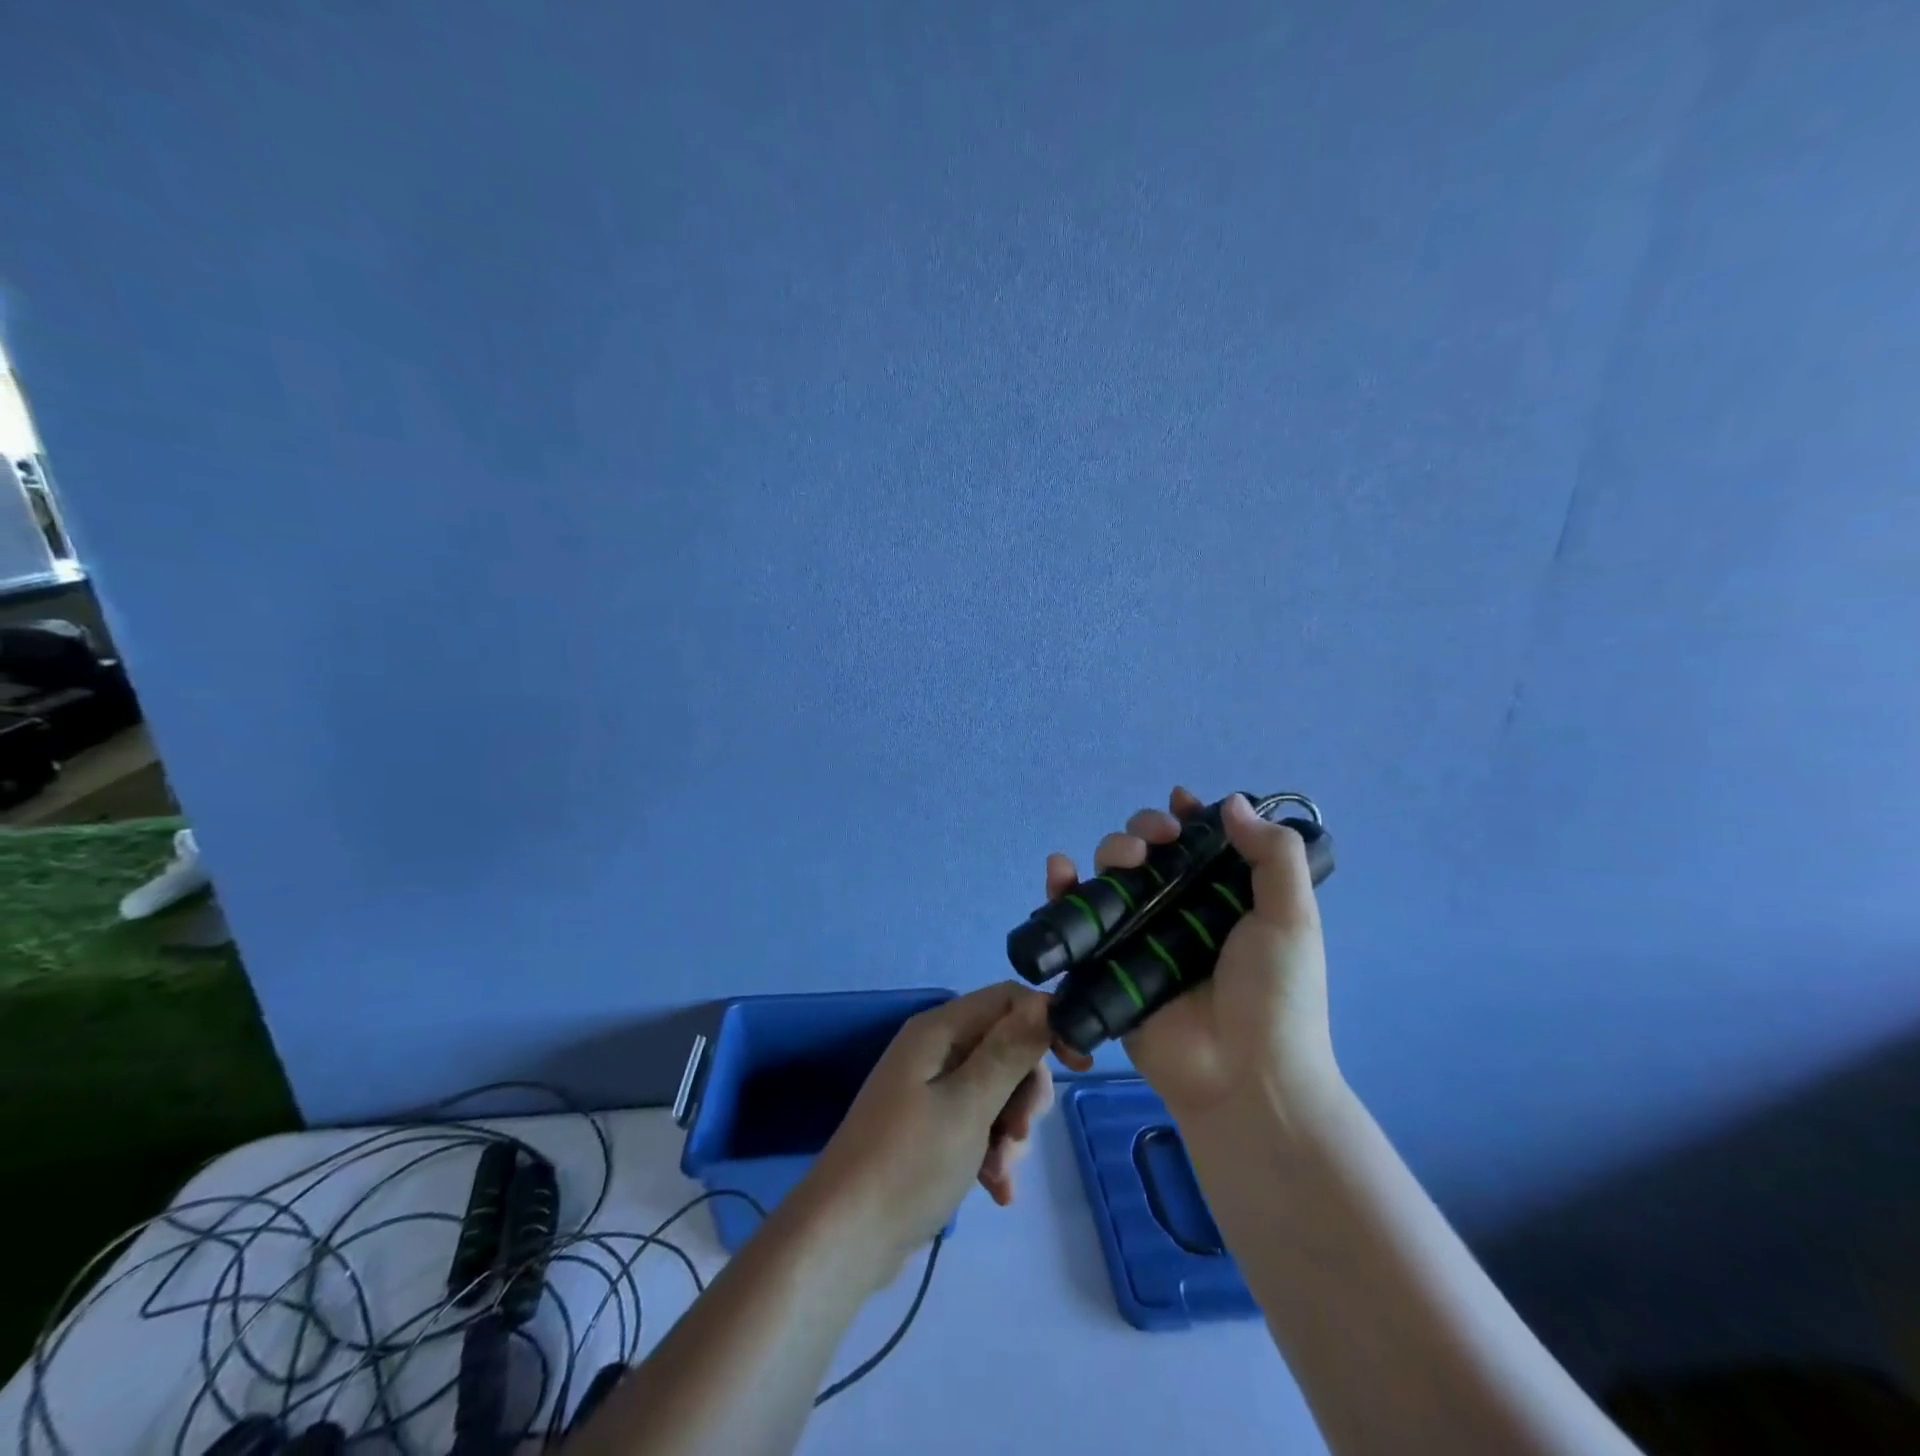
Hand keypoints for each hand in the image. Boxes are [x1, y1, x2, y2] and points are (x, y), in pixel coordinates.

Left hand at [798, 983, 1057, 1277]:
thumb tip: (1045, 1001)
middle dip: (1024, 1091)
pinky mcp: (928, 1128)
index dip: (1046, 1022)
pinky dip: (991, 1151)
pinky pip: (976, 1123)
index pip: (1008, 999)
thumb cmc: (909, 1163)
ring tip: (1000, 1171)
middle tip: (1020, 1132)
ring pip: (995, 1090)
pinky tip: (996, 1190)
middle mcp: (934, 1050)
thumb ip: (1010, 1051)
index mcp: (938, 1030)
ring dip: (1009, 1130)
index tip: (1079, 1063)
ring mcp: (929, 1090)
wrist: (845, 1240)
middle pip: (1005, 1047)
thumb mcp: (969, 1105)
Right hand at [1044, 788, 1340, 1126]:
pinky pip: (1079, 923)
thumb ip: (1274, 856)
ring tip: (1125, 859)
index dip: (1185, 817)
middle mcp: (1177, 913)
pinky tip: (1060, 871)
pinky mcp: (1107, 966)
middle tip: (1157, 839)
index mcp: (1221, 900)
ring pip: (1111, 878)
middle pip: (1148, 854)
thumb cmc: (1276, 996)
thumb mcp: (1292, 919)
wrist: (1245, 1078)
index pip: (1196, 845)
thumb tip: (1232, 801)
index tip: (1180, 802)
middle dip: (1144, 830)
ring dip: (1109, 851)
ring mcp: (1140, 938)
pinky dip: (1062, 892)